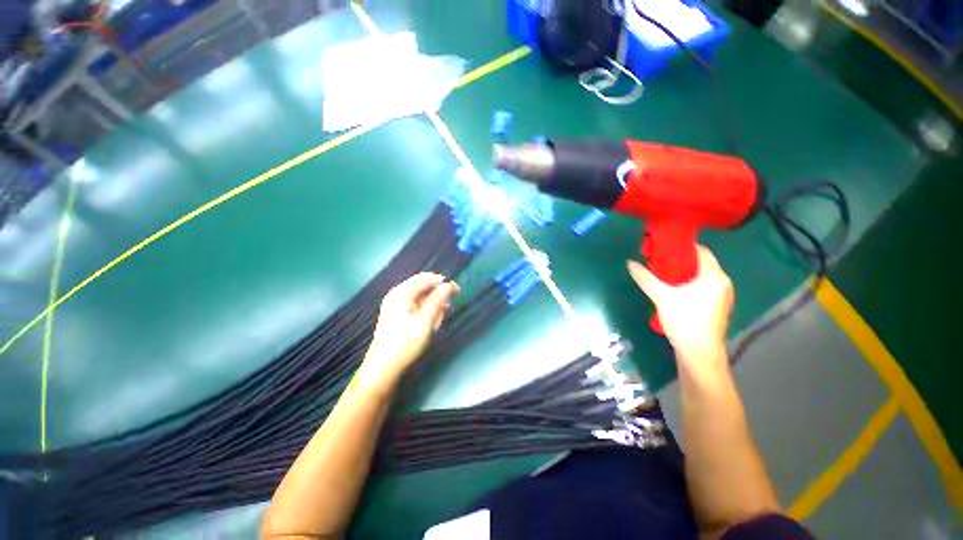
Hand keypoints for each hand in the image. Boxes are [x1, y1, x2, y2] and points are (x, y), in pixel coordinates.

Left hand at [361, 273, 459, 385]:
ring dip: (433, 306)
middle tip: (446, 311)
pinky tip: (431, 323)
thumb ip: (437, 300)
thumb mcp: (425, 321)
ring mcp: (396, 304)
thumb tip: (449, 285)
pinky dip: (426, 312)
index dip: (443, 282)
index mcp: (402, 292)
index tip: (458, 291)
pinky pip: (416, 306)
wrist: (383, 367)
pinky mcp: (397, 313)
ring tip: (437, 321)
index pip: (427, 278)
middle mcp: (398, 294)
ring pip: (421, 297)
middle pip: (423, 287)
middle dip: (437, 297)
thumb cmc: (405, 343)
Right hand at [627, 245, 732, 365]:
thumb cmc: (685, 320)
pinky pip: (702, 287)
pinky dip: (688, 283)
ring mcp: (721, 296)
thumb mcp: (662, 296)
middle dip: (679, 260)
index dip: (682, 246)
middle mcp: (723, 283)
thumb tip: (630, 263)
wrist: (699, 354)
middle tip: (657, 258)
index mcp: (714, 276)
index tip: (663, 245)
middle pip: (700, 263)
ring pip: (700, 276)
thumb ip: (646, 278)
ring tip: (661, 271)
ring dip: (682, 272)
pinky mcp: (716, 307)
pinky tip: (672, 288)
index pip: (701, 251)